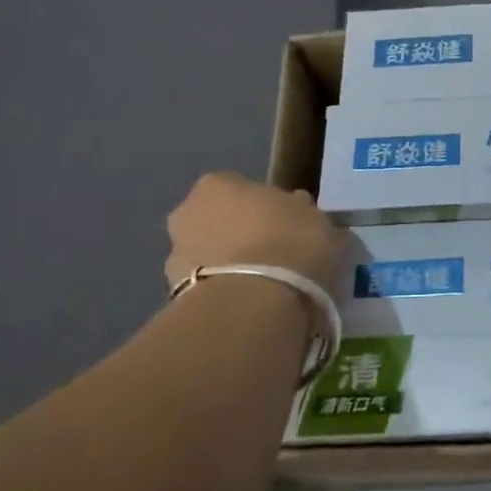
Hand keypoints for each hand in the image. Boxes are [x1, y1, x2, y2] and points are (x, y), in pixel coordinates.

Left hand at [164, 173, 345, 293]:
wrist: (251, 305)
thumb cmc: (288, 244)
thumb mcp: (315, 219)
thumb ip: (303, 212)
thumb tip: (300, 210)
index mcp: (218, 184)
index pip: (242, 188)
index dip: (266, 206)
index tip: (287, 224)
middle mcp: (187, 212)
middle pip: (219, 220)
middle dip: (241, 235)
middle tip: (275, 254)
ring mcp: (175, 255)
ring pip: (211, 255)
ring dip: (231, 266)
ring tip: (266, 287)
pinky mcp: (176, 295)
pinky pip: (209, 287)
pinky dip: (227, 292)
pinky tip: (253, 306)